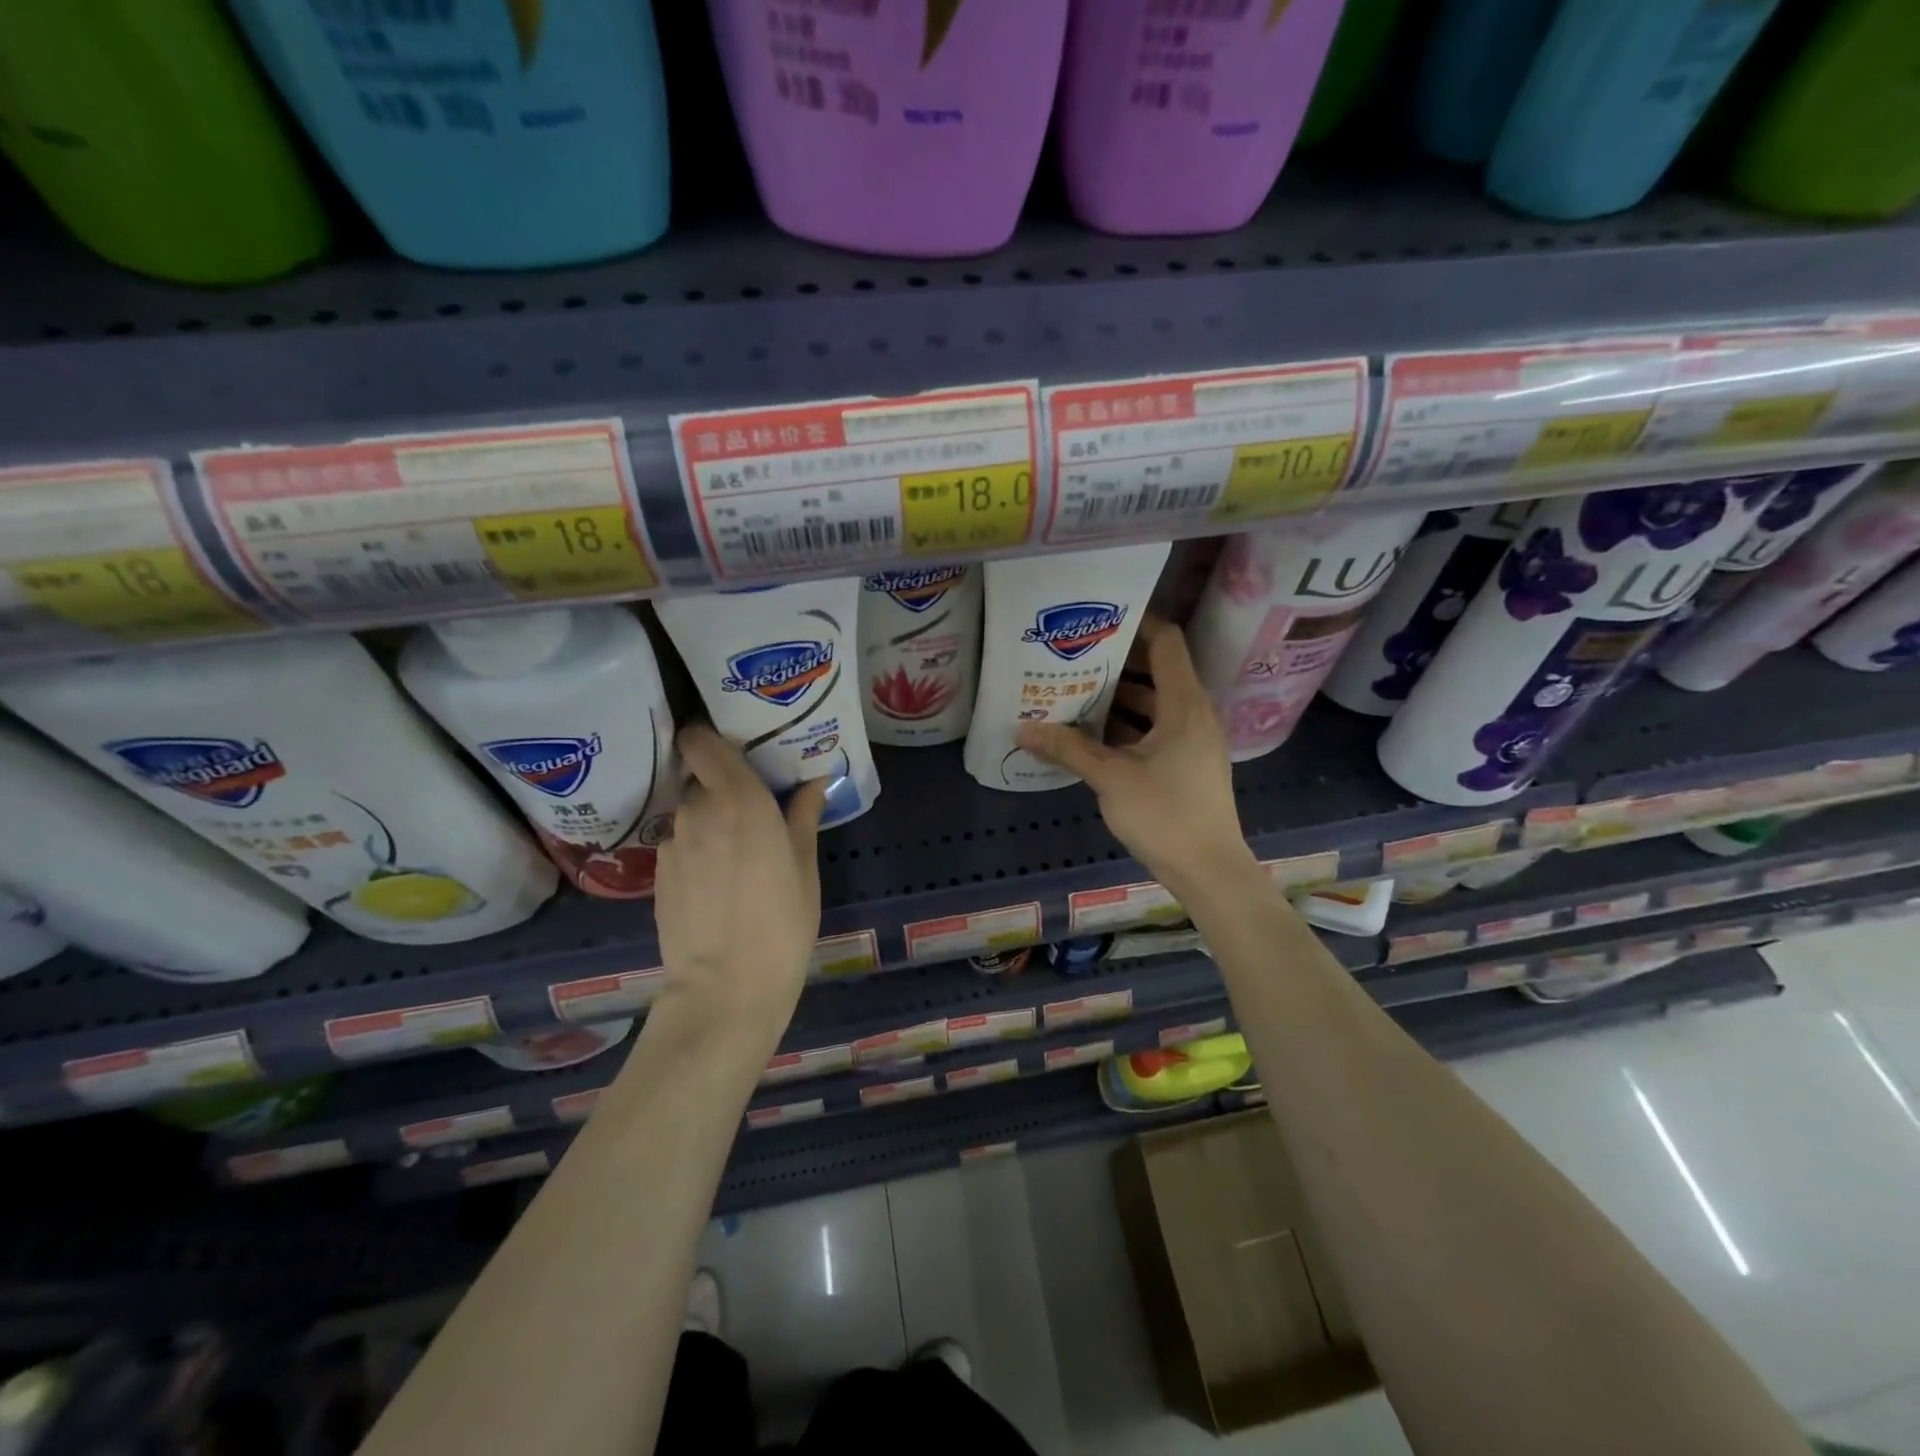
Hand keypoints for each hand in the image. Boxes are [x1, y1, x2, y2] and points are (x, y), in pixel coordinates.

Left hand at [652, 725, 825, 1044]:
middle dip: (724, 786)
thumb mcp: (804, 867)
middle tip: (753, 807)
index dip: (712, 738)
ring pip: (690, 813)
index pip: (701, 740)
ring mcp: (672, 843)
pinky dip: (698, 850)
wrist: (725, 989)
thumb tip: (814, 781)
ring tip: (738, 853)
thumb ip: (803, 816)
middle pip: (701, 777)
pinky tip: (717, 883)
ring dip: (711, 821)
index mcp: (740, 799)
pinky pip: (681, 844)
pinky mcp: (657, 874)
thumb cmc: (782, 923)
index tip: (738, 749)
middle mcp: (698, 811)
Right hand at [1018, 615, 1257, 899]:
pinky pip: (1155, 729)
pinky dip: (1127, 726)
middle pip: (1156, 671)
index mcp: (1184, 704)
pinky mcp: (1187, 763)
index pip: (1166, 642)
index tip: (1098, 619)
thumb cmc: (1165, 815)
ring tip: (1073, 691)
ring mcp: (1193, 740)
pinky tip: (1091, 735)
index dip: (1137, 623)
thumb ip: (1068, 748)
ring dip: (1118, 698)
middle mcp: (1193, 713)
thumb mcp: (1111, 778)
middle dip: (1115, 663)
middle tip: (1073, 656)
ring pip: (1154, 704)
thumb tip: (1022, 728)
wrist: (1209, 871)